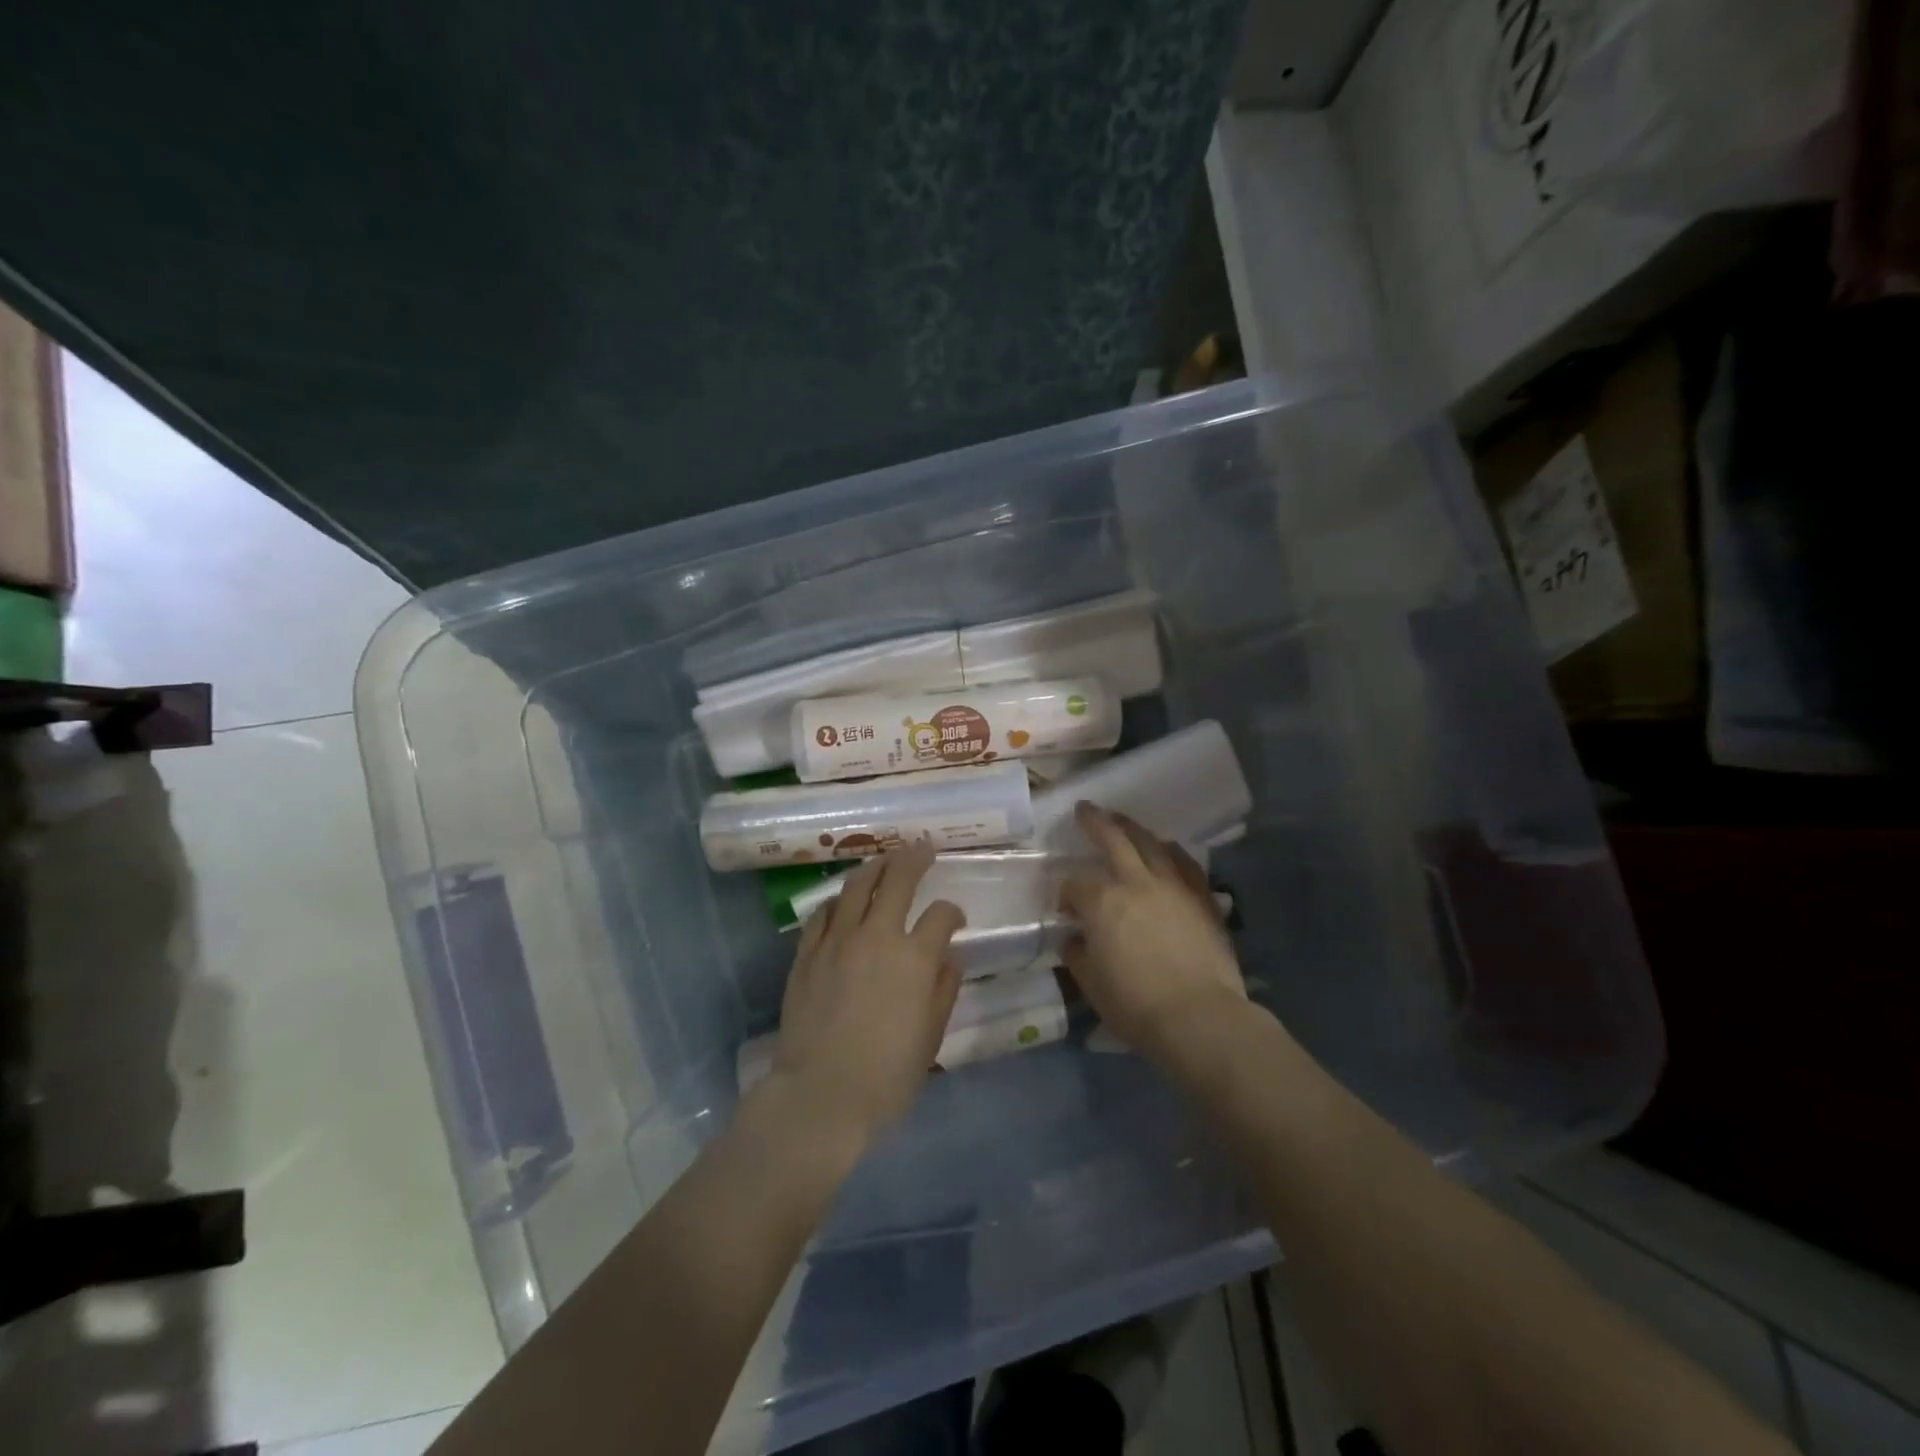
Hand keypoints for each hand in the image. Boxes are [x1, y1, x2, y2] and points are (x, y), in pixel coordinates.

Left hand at [769, 842, 965, 1142]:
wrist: (820, 1096)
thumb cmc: (886, 1075)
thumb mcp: (931, 1036)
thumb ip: (943, 989)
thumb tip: (948, 957)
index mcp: (915, 957)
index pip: (941, 915)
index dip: (952, 912)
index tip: (955, 918)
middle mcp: (877, 936)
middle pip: (897, 880)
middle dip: (914, 858)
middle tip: (923, 847)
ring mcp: (837, 941)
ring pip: (856, 886)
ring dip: (874, 867)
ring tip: (884, 860)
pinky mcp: (806, 953)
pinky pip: (822, 913)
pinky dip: (837, 901)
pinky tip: (843, 900)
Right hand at [1061, 803, 1246, 1059]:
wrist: (1199, 1016)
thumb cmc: (1136, 1005)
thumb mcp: (1091, 984)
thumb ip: (1078, 954)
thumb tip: (1075, 938)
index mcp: (1101, 902)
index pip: (1075, 885)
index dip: (1065, 893)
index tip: (1064, 907)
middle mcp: (1135, 882)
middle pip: (1112, 840)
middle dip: (1095, 822)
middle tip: (1085, 808)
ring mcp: (1172, 886)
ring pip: (1150, 843)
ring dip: (1132, 827)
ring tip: (1122, 819)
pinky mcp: (1202, 897)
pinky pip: (1185, 863)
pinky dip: (1172, 851)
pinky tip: (1167, 847)